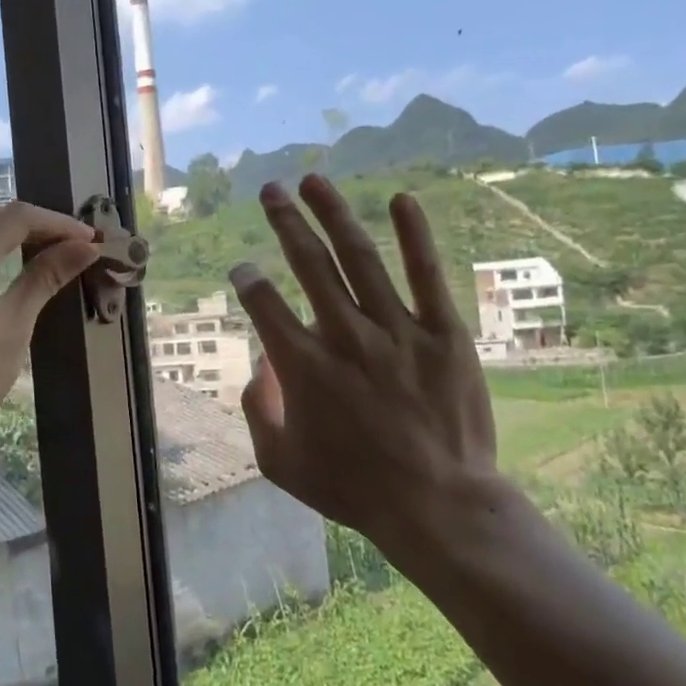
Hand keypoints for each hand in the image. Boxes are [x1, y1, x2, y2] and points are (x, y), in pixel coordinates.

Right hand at [228, 176, 501, 557]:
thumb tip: (258, 366)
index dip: (247, 280)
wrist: (438, 505)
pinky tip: (402, 199)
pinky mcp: (442, 334)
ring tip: (314, 180)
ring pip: (359, 258)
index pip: (263, 304)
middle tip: (270, 190)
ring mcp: (396, 331)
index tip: (243, 270)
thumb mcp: (281, 463)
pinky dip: (415, 235)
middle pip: (308, 265)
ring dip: (333, 214)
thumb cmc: (354, 488)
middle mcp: (344, 336)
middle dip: (284, 222)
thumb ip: (257, 411)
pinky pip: (426, 275)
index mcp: (303, 366)